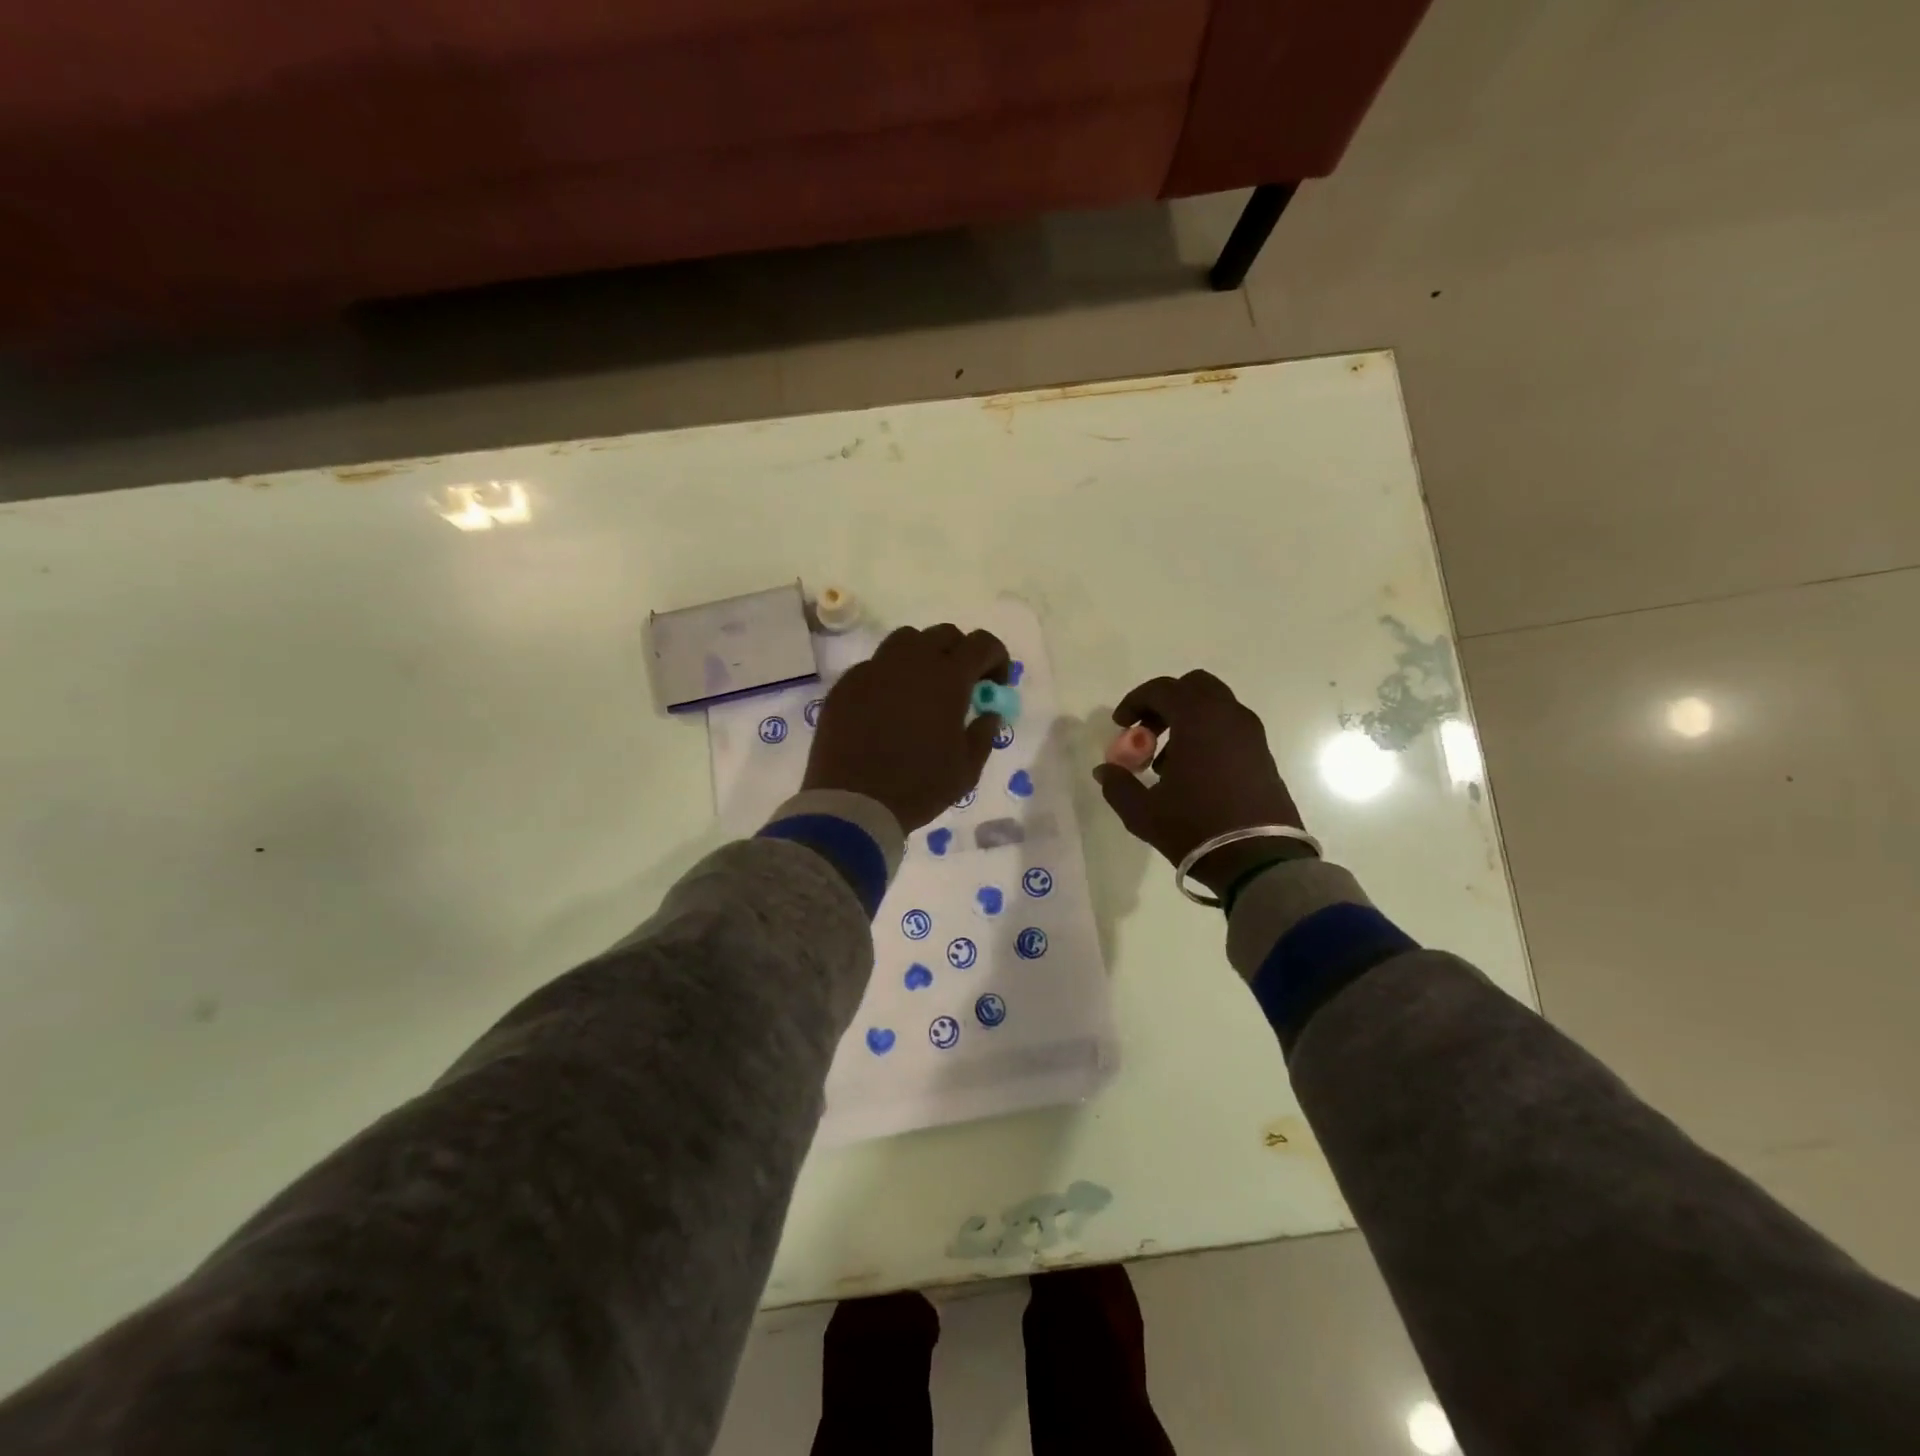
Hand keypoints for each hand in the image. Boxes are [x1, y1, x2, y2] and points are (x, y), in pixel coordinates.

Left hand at [802, 624, 1010, 831]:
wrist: (852, 803)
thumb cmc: (918, 787)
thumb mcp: (967, 770)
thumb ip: (983, 734)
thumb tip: (988, 713)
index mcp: (947, 678)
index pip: (982, 644)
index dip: (996, 658)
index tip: (994, 685)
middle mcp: (911, 663)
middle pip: (943, 635)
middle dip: (960, 653)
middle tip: (961, 686)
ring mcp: (874, 669)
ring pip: (905, 641)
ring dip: (922, 656)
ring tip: (922, 689)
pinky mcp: (846, 684)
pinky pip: (874, 666)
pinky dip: (889, 677)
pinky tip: (887, 708)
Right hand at [1092, 671, 1306, 892]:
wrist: (1259, 860)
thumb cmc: (1196, 828)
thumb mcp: (1143, 812)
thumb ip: (1117, 785)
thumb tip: (1105, 770)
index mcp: (1198, 720)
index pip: (1162, 689)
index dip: (1135, 702)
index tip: (1120, 725)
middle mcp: (1228, 717)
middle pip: (1194, 687)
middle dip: (1165, 703)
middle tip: (1146, 733)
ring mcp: (1251, 735)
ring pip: (1214, 707)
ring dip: (1187, 721)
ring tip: (1166, 762)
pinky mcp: (1263, 756)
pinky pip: (1229, 729)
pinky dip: (1207, 736)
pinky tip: (1193, 775)